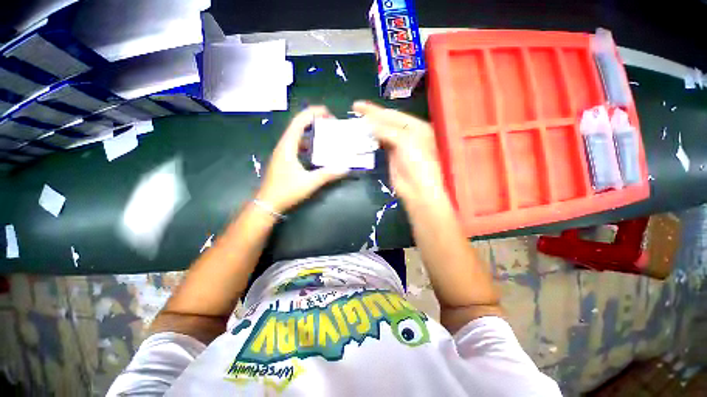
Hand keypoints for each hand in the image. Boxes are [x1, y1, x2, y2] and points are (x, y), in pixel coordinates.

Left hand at [256, 106, 348, 212]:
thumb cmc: (286, 191)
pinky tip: (316, 151)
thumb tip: (346, 167)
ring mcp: (282, 153)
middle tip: (331, 124)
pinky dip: (307, 144)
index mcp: (288, 146)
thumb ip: (328, 174)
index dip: (313, 113)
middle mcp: (283, 145)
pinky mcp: (283, 160)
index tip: (329, 113)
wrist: (267, 204)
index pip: (299, 121)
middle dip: (314, 121)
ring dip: (311, 132)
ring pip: (297, 136)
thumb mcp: (309, 182)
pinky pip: (296, 146)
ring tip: (326, 135)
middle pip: (298, 125)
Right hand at [353, 101, 446, 204]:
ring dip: (370, 128)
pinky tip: (362, 137)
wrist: (418, 189)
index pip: (392, 114)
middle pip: (386, 122)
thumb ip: (386, 130)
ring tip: (355, 123)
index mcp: (415, 126)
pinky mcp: (391, 157)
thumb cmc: (417, 162)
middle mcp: (408, 134)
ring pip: (382, 133)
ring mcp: (399, 146)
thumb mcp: (404, 141)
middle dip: (371, 117)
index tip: (357, 105)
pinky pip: (380, 144)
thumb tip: (368, 122)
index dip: (375, 109)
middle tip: (354, 111)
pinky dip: (371, 140)